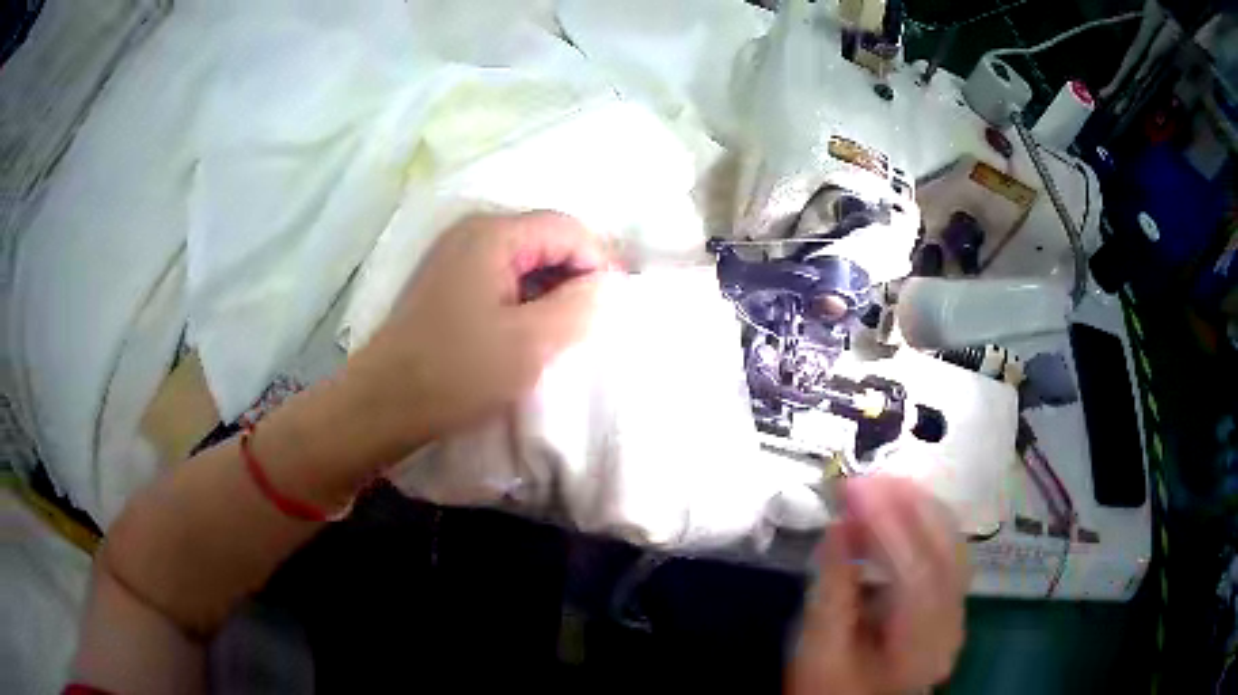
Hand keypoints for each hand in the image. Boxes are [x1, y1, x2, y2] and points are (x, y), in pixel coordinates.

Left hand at [342, 211, 607, 456]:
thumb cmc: (455, 373)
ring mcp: (455, 255)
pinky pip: (501, 276)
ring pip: (524, 259)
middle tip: (592, 322)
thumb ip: (579, 306)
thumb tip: (604, 285)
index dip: (599, 261)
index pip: (567, 229)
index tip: (614, 306)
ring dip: (550, 289)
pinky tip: (528, 331)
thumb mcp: (530, 343)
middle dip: (575, 275)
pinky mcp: (446, 282)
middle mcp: (472, 232)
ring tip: (563, 331)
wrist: (382, 404)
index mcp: (493, 235)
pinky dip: (524, 298)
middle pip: (545, 238)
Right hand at [789, 476, 968, 694]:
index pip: (917, 573)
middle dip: (907, 504)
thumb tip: (838, 528)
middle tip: (864, 479)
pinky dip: (923, 524)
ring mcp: (957, 611)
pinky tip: (897, 513)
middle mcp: (951, 623)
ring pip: (951, 544)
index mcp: (921, 645)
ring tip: (876, 488)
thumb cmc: (831, 690)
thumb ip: (831, 592)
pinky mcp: (951, 603)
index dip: (889, 525)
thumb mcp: (818, 652)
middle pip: (945, 549)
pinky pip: (946, 551)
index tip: (855, 488)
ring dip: (918, 508)